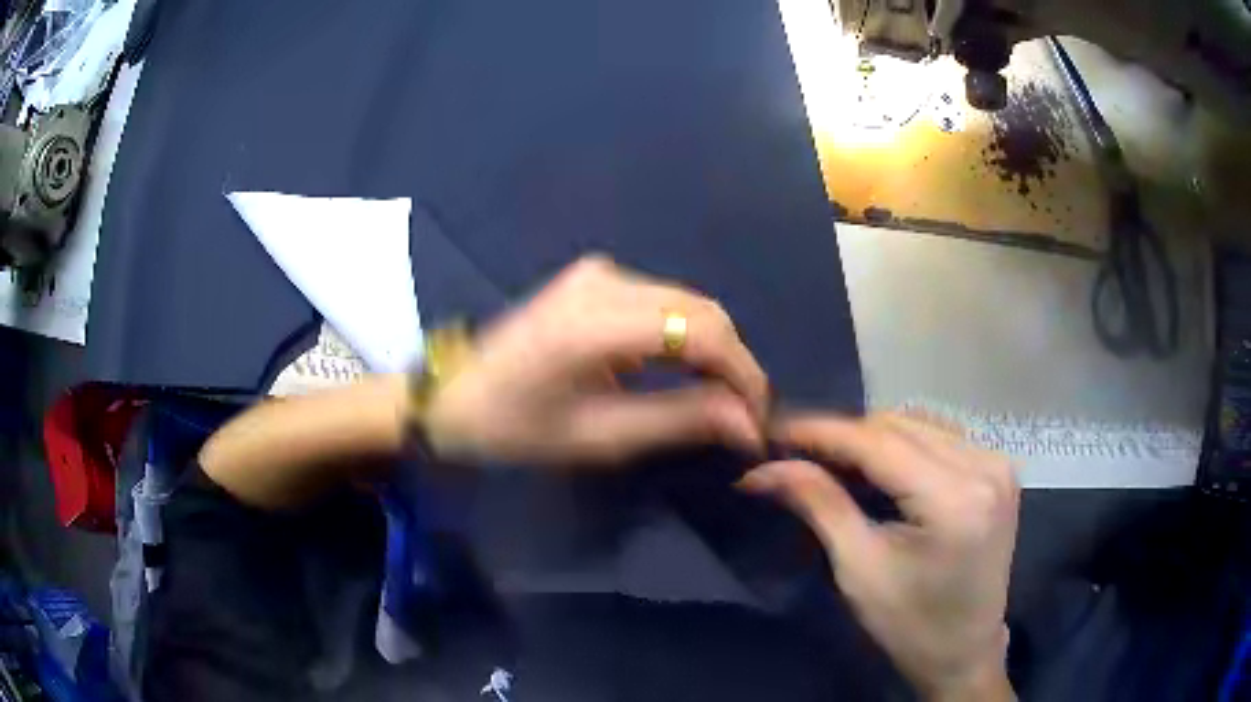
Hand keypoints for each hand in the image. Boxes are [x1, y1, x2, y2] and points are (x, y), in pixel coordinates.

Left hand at [423, 255, 769, 466]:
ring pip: (689, 303)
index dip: (743, 374)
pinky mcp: (595, 277)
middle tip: (743, 416)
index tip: (759, 419)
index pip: (704, 332)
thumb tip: (748, 424)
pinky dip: (687, 335)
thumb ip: (679, 422)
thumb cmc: (515, 427)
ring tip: (722, 400)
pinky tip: (688, 371)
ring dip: (714, 349)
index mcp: (596, 323)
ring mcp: (599, 272)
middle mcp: (606, 280)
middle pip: (703, 310)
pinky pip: (664, 301)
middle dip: (734, 363)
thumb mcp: (599, 437)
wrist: (454, 395)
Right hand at [741, 413, 1018, 700]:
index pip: (879, 442)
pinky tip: (878, 467)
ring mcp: (998, 463)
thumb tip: (765, 468)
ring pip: (919, 424)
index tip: (774, 429)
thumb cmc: (909, 625)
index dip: (823, 431)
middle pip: (900, 425)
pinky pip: (940, 437)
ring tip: (831, 460)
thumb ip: (819, 505)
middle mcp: (985, 466)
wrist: (964, 653)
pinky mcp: (999, 469)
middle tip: (797, 452)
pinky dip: (902, 445)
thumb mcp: (859, 570)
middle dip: (844, 435)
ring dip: (872, 437)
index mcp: (955, 499)